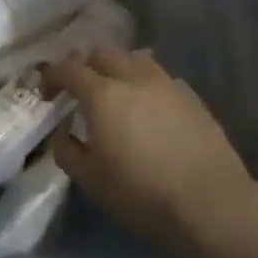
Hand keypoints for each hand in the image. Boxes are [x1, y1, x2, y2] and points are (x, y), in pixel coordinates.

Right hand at [45, 46, 254, 256]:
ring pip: (135, 58)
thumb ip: (67, 150)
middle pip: (102, 52)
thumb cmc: (142, 195)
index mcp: (103, 95)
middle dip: (85, 66)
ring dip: (118, 69)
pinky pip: (161, 78)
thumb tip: (62, 131)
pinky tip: (149, 110)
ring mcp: (167, 84)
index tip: (47, 93)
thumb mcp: (91, 180)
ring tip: (117, 94)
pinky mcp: (192, 97)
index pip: (69, 68)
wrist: (210, 204)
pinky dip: (146, 85)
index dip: (52, 76)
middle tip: (80, 90)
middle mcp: (134, 78)